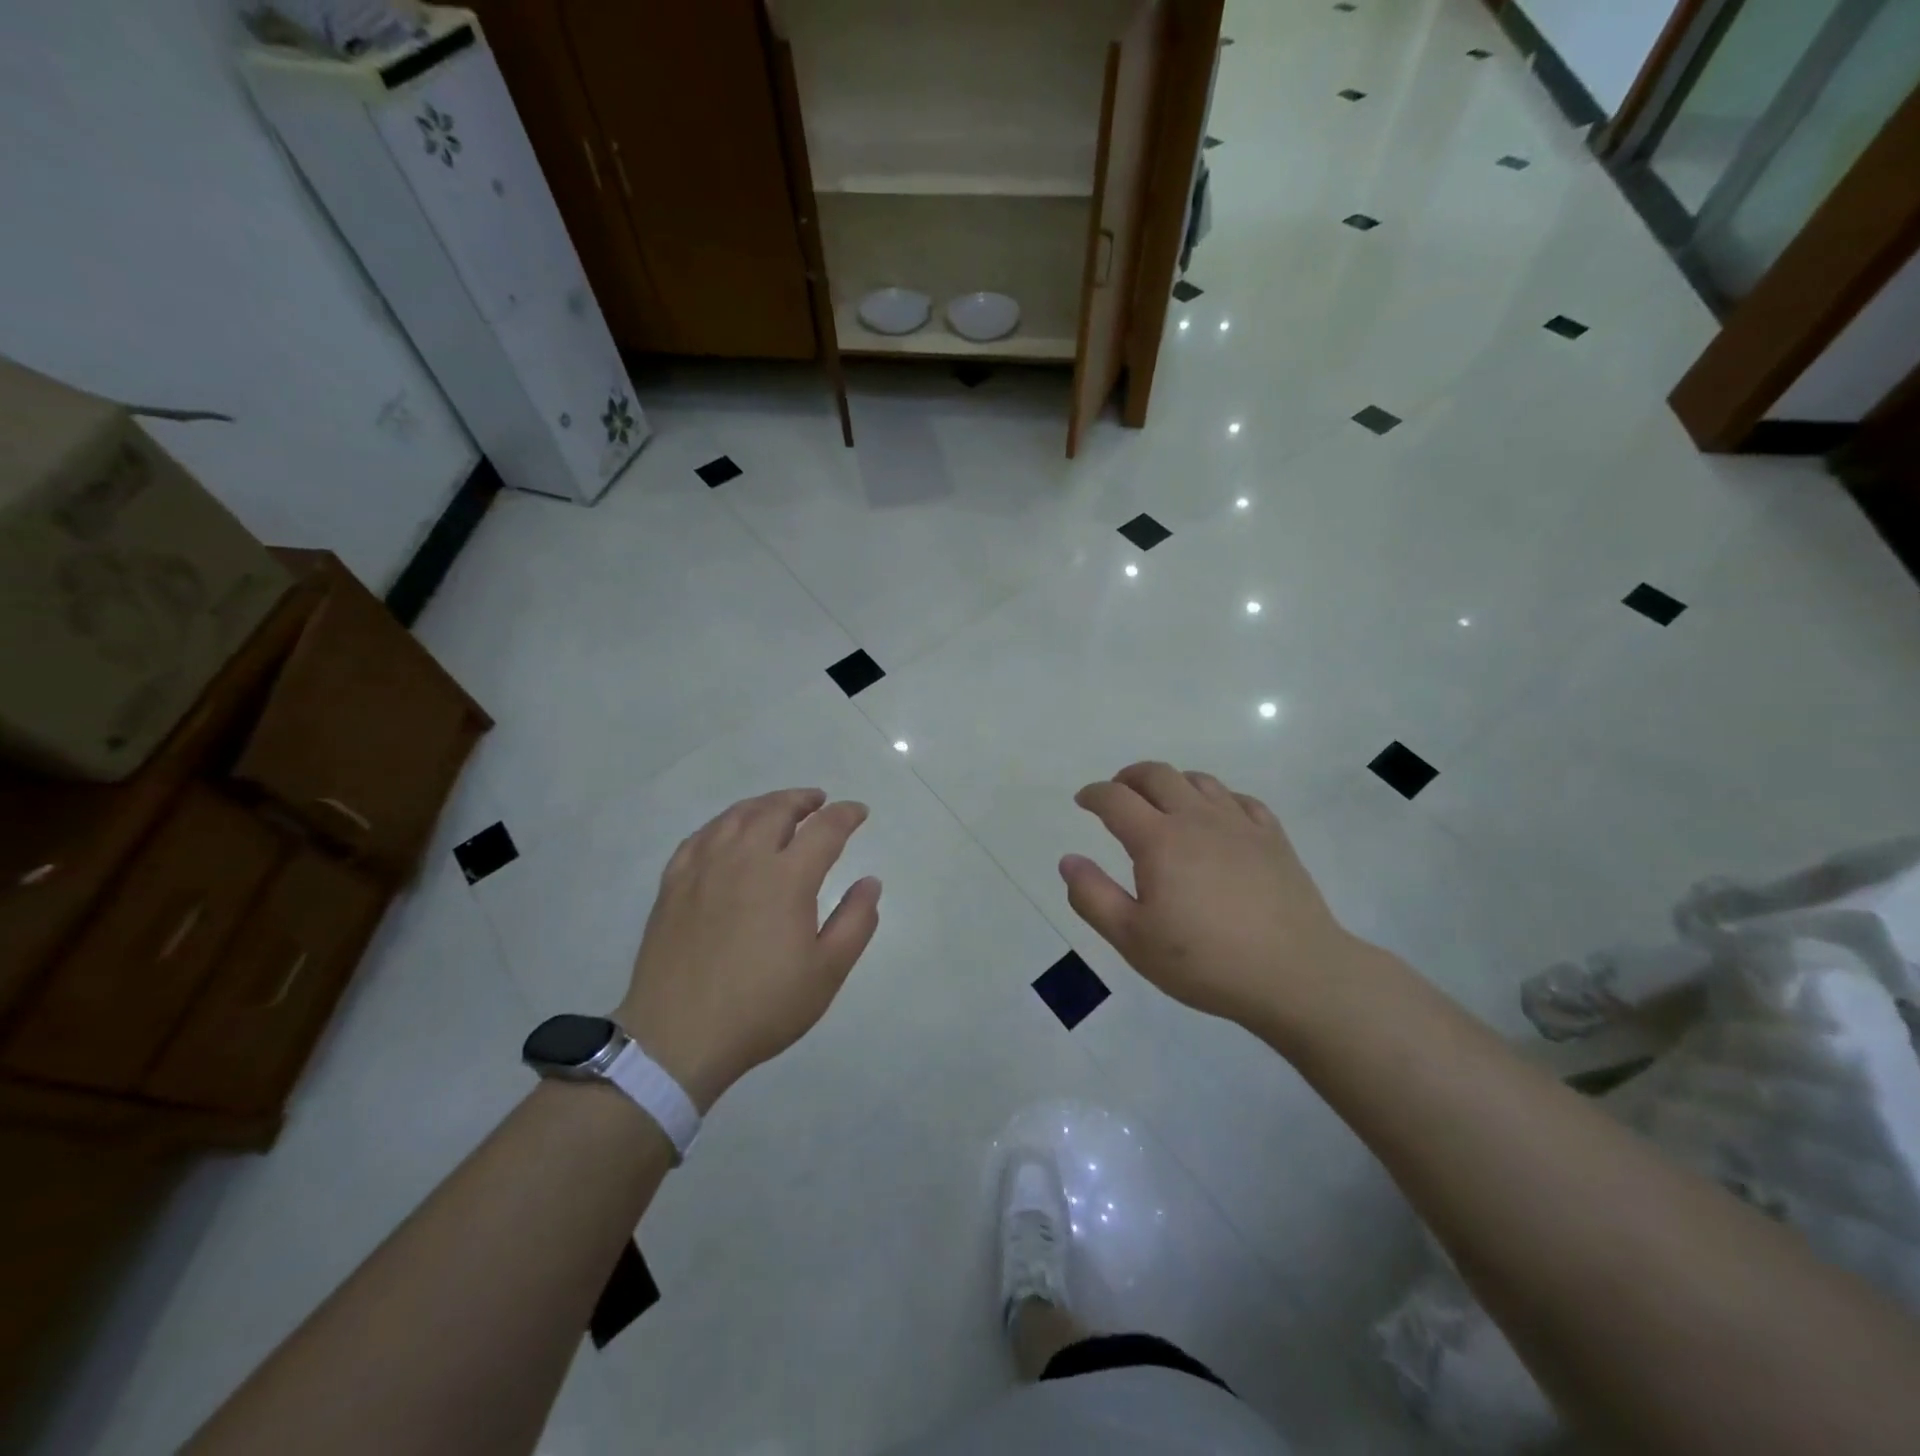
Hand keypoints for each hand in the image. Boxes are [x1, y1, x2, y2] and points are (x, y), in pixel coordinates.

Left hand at [616, 789, 880, 1110]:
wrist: (678, 1037)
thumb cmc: (762, 1007)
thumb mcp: (827, 972)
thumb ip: (856, 922)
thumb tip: (871, 882)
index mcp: (787, 878)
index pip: (824, 829)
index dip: (846, 815)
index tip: (859, 812)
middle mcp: (745, 859)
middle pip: (777, 810)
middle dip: (803, 800)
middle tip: (819, 802)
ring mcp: (704, 868)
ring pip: (737, 816)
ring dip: (764, 804)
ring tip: (778, 808)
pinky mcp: (674, 884)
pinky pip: (701, 836)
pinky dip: (723, 824)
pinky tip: (728, 832)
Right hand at [1059, 762, 1359, 1030]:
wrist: (1296, 974)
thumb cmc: (1206, 961)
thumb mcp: (1133, 939)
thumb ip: (1093, 897)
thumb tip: (1068, 860)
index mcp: (1159, 840)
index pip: (1116, 799)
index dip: (1094, 794)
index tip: (1083, 800)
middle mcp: (1197, 819)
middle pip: (1157, 775)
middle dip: (1129, 778)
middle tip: (1117, 794)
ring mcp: (1240, 824)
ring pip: (1199, 781)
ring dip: (1171, 783)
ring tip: (1162, 803)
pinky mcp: (1273, 838)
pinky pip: (1239, 799)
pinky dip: (1216, 798)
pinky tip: (1216, 818)